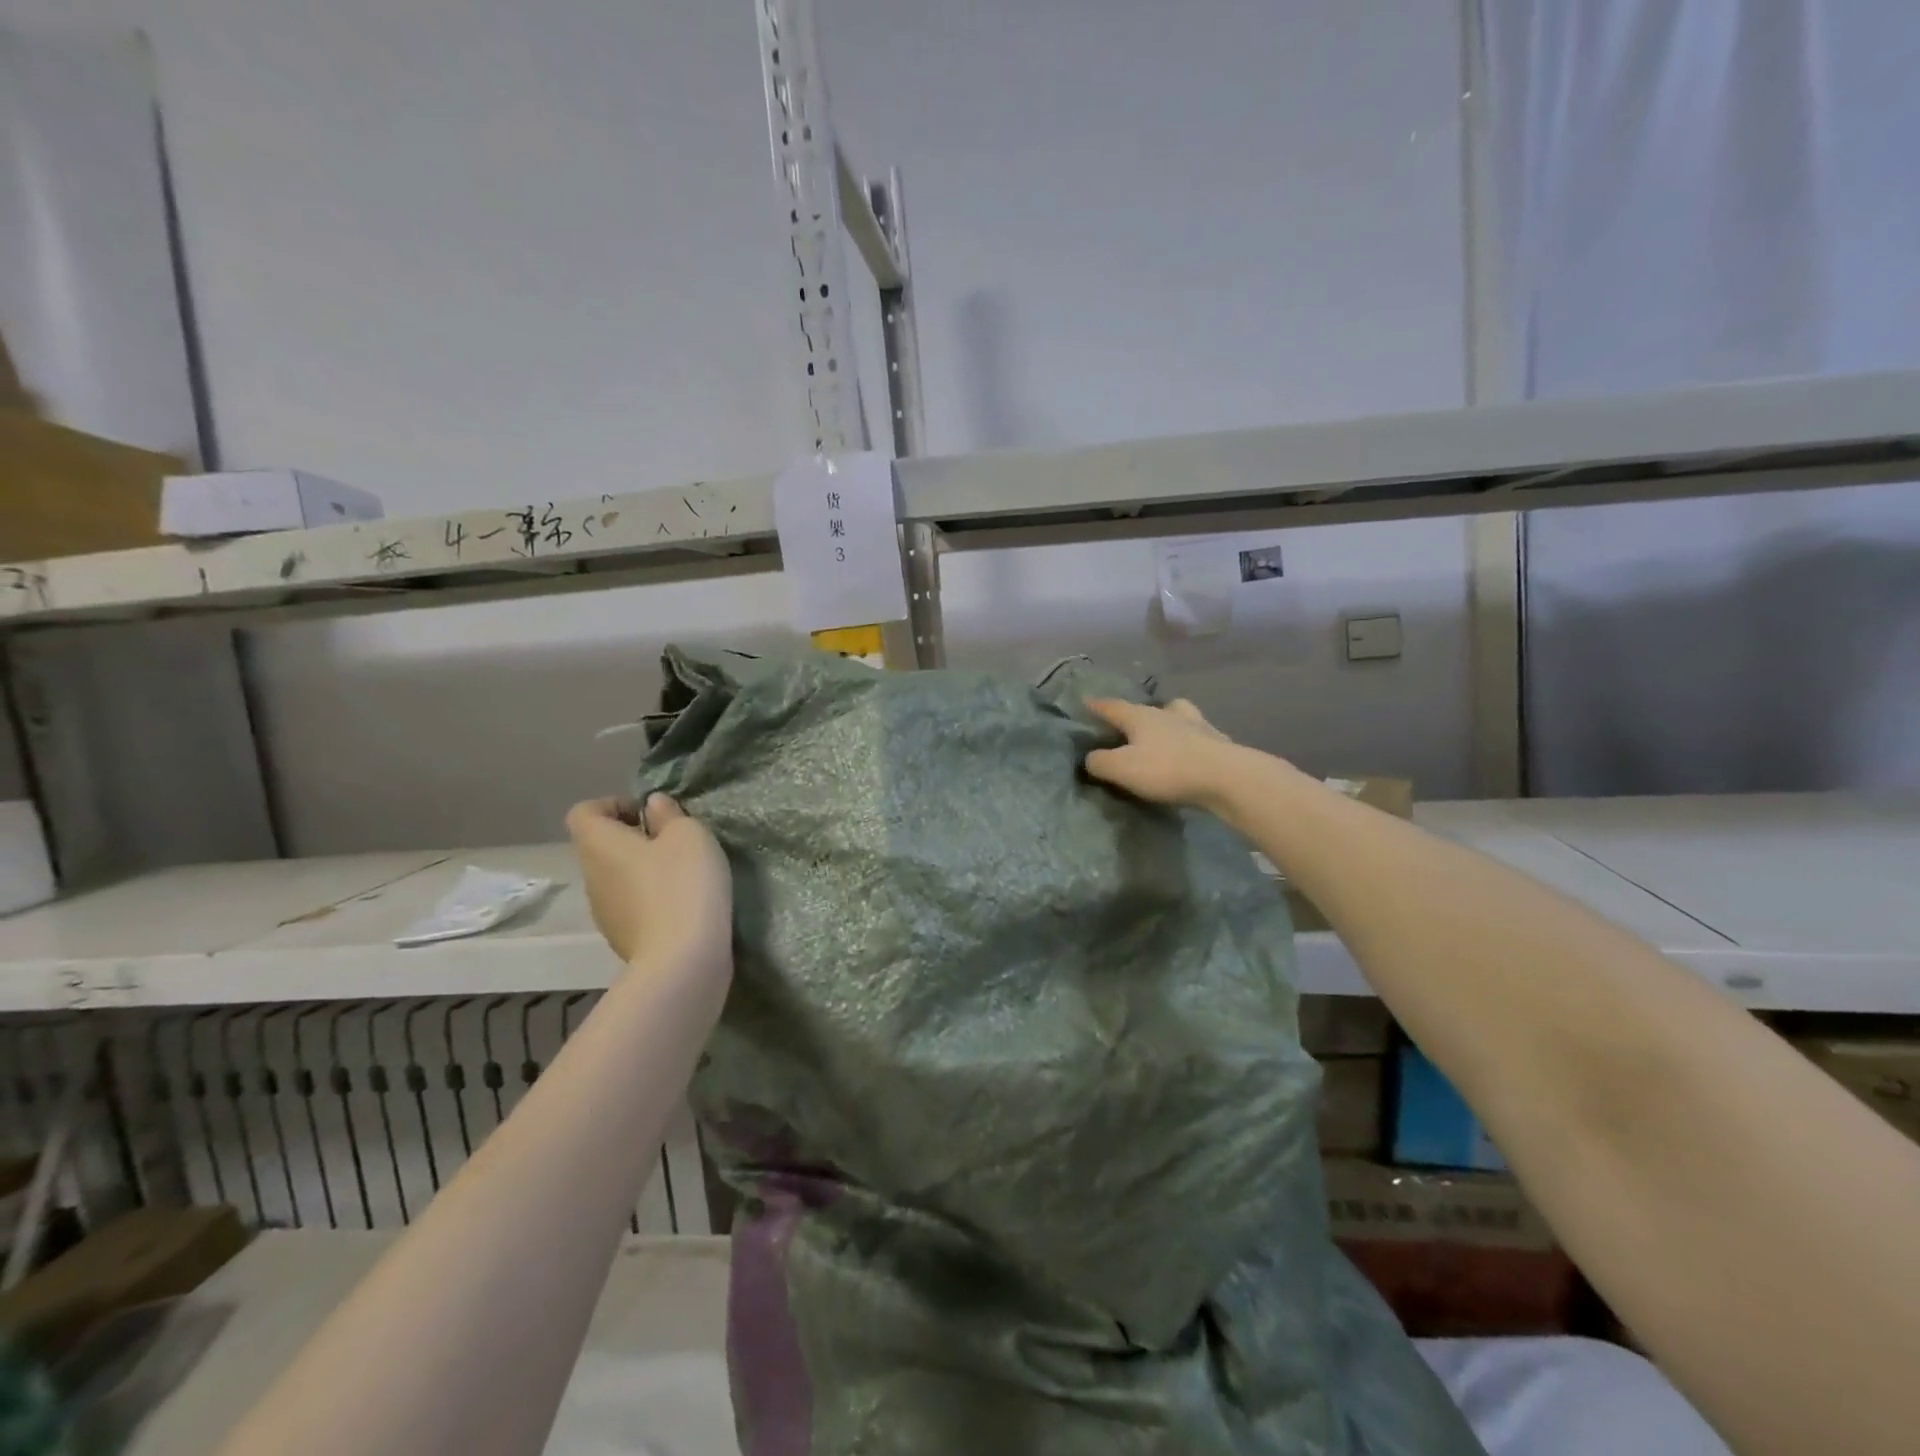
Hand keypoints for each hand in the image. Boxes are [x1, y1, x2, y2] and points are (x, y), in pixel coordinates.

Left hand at [566, 795, 732, 975]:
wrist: (682, 961)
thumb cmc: (683, 885)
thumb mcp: (689, 835)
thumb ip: (669, 814)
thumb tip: (653, 806)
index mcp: (598, 844)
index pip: (584, 812)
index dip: (613, 805)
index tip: (650, 815)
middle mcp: (591, 876)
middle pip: (601, 846)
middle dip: (634, 839)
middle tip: (674, 843)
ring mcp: (603, 912)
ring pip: (616, 877)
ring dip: (643, 871)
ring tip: (682, 876)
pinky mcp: (621, 938)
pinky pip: (630, 906)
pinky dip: (650, 900)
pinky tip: (682, 906)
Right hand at [1084, 697, 1243, 808]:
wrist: (1227, 778)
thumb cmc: (1167, 769)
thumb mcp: (1121, 768)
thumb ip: (1099, 762)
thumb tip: (1091, 757)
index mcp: (1141, 716)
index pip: (1112, 706)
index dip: (1097, 705)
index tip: (1086, 701)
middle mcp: (1168, 713)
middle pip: (1148, 708)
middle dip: (1135, 714)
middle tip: (1127, 724)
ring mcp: (1197, 725)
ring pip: (1177, 715)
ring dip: (1167, 721)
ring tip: (1162, 734)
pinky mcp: (1217, 742)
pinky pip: (1197, 735)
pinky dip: (1189, 740)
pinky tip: (1190, 752)